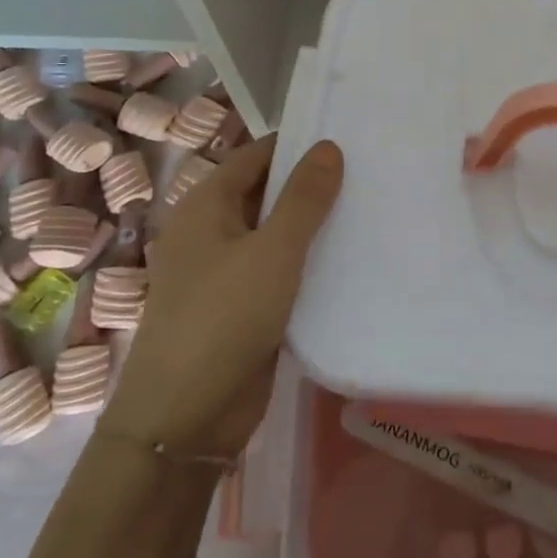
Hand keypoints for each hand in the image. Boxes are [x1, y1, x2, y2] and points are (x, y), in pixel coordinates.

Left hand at [99, 135, 342, 457]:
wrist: (186, 417)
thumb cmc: (224, 318)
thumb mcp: (272, 251)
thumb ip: (304, 199)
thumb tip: (328, 146)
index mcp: (205, 206)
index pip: (257, 156)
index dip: (298, 145)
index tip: (348, 140)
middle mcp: (211, 232)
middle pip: (266, 193)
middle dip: (311, 185)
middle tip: (370, 173)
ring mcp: (225, 271)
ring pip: (276, 235)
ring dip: (314, 226)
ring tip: (370, 210)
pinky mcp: (243, 306)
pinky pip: (279, 271)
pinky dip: (308, 262)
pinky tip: (350, 260)